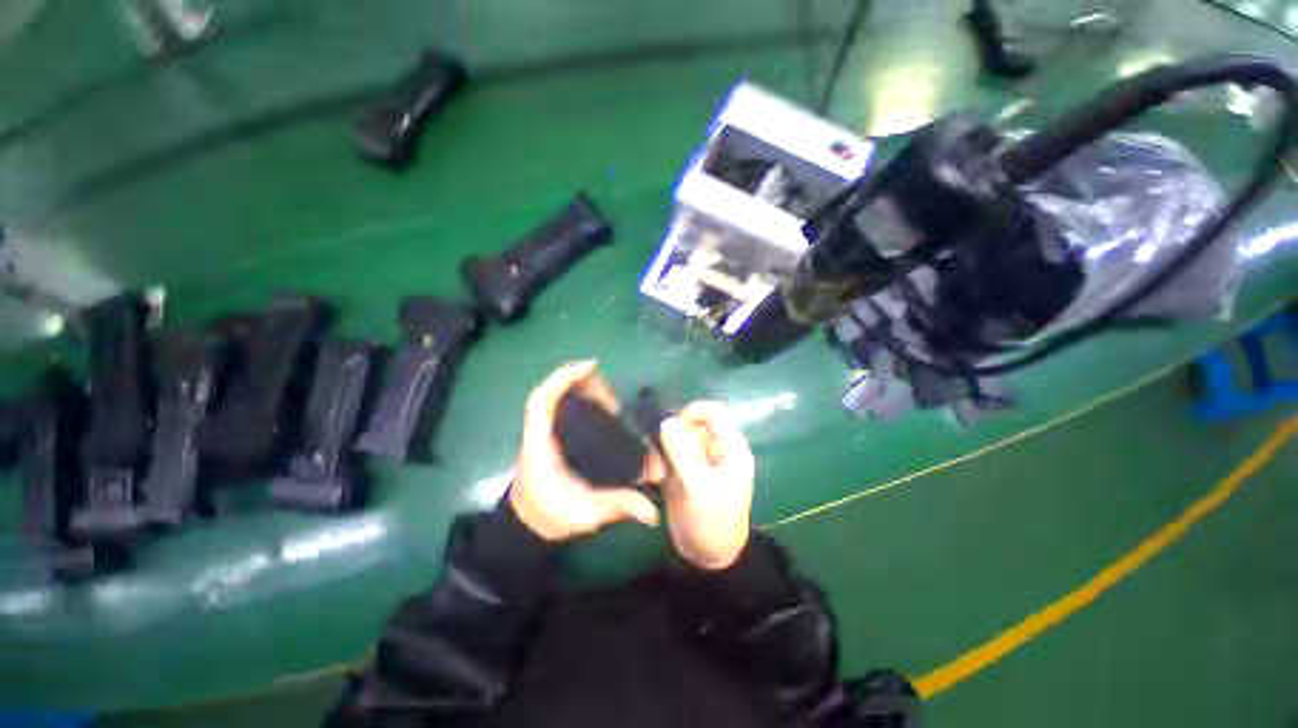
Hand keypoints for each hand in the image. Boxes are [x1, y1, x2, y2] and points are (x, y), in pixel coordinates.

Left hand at [509, 361, 663, 541]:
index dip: (563, 377)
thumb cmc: (551, 514)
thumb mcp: (585, 513)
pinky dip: (583, 397)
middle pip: (557, 391)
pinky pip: (566, 404)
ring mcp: (547, 429)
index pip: (542, 400)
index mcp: (541, 443)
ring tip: (614, 401)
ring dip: (587, 389)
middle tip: (616, 400)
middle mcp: (542, 430)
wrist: (529, 523)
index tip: (592, 366)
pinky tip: (605, 406)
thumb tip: (652, 511)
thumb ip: (617, 506)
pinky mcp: (555, 432)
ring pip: (562, 395)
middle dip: (587, 385)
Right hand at [659, 401, 754, 569]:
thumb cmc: (713, 520)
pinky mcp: (680, 469)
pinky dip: (657, 458)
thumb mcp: (699, 486)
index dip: (692, 413)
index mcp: (729, 446)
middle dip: (673, 434)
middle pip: (691, 422)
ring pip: (676, 436)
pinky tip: (653, 475)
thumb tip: (666, 421)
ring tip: (655, 471)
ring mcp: (696, 458)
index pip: (713, 412)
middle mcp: (713, 447)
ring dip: (662, 448)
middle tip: (659, 457)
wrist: (707, 554)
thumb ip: (683, 453)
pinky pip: (667, 452)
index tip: (672, 428)